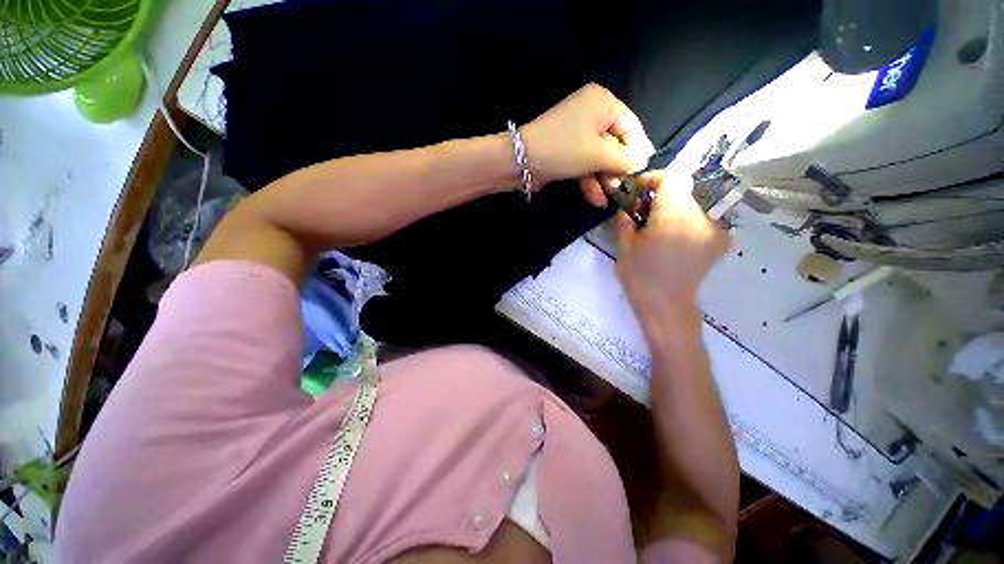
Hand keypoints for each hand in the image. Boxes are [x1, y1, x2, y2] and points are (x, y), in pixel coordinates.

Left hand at [522, 83, 654, 206]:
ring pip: (603, 154)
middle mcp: (593, 109)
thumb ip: (629, 160)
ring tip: (610, 197)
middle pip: (618, 143)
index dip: (638, 153)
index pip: (633, 127)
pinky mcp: (569, 145)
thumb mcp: (602, 155)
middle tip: (623, 189)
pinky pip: (588, 159)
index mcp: (603, 101)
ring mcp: (579, 128)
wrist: (519, 160)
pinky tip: (597, 199)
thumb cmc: (565, 149)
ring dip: (607, 177)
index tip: (642, 176)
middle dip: (619, 169)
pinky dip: (592, 178)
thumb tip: (644, 164)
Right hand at [614, 171, 730, 321]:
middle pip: (684, 190)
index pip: (671, 176)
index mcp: (675, 207)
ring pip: (695, 205)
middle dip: (665, 196)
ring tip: (663, 229)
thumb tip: (628, 209)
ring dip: (679, 210)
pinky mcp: (718, 244)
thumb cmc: (643, 278)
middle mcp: (699, 212)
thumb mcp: (624, 245)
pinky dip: (694, 224)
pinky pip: (707, 223)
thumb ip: (625, 218)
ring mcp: (713, 228)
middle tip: (648, 213)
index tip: (640, 192)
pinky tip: (681, 239)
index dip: (654, 179)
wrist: (669, 310)